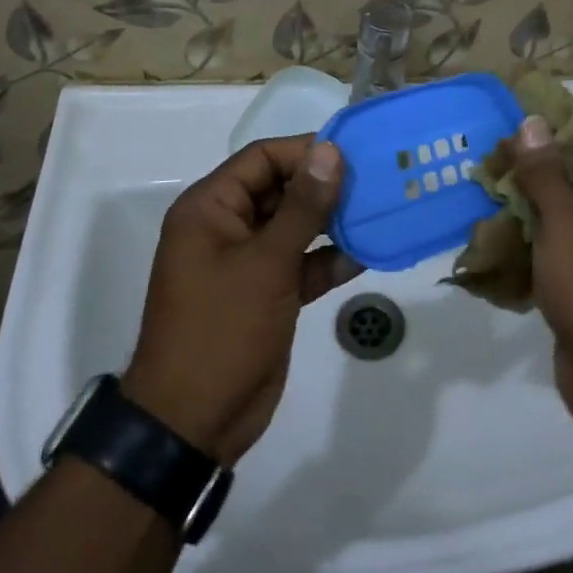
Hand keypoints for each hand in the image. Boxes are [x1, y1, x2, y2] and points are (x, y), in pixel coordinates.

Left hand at [123, 136, 361, 462]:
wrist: (194, 422)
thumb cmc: (223, 329)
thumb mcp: (266, 263)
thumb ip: (302, 206)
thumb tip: (330, 151)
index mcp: (210, 208)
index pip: (262, 158)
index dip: (306, 150)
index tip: (354, 152)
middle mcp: (226, 227)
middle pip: (281, 188)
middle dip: (325, 186)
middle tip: (376, 180)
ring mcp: (247, 262)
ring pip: (295, 226)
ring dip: (332, 222)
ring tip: (379, 211)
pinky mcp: (267, 293)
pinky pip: (301, 263)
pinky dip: (328, 259)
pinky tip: (365, 254)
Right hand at [508, 114, 572, 428]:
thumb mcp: (564, 221)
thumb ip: (545, 171)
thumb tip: (532, 123)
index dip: (558, 117)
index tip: (515, 114)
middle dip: (535, 155)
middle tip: (491, 151)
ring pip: (561, 200)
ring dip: (528, 192)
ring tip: (486, 183)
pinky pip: (556, 233)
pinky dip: (530, 225)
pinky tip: (497, 226)